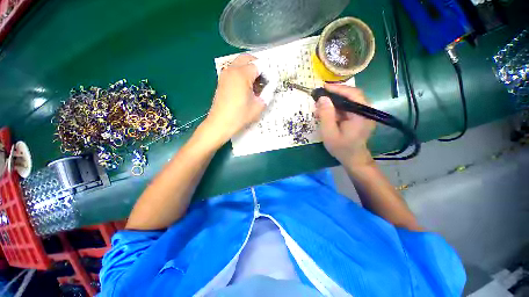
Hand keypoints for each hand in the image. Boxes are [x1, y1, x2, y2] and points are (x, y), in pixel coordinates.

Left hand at [202, 54, 265, 145]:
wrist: (220, 123)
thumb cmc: (240, 116)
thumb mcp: (259, 106)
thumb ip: (268, 93)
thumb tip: (272, 85)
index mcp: (242, 74)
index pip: (259, 65)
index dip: (267, 73)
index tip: (270, 84)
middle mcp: (232, 69)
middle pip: (248, 59)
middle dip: (258, 66)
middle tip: (264, 80)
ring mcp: (225, 74)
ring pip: (240, 63)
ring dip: (249, 70)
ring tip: (255, 85)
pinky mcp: (222, 80)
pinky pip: (234, 70)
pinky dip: (242, 74)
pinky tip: (246, 88)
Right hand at [316, 84, 374, 166]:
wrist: (353, 159)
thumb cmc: (341, 148)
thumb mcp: (329, 133)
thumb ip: (326, 115)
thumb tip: (322, 98)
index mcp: (362, 114)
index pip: (353, 94)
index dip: (338, 88)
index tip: (323, 87)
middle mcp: (367, 111)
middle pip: (352, 95)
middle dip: (335, 94)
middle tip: (321, 95)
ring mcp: (364, 114)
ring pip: (349, 101)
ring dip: (335, 101)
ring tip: (322, 104)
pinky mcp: (360, 117)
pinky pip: (348, 107)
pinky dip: (337, 107)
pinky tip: (328, 111)